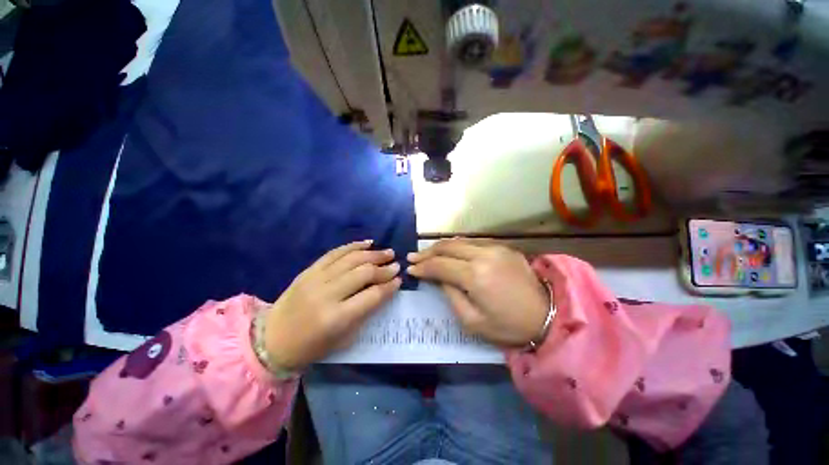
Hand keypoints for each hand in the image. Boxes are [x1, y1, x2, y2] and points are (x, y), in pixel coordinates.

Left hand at [264, 240, 400, 369]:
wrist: (273, 339)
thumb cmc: (312, 346)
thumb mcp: (344, 338)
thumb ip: (365, 312)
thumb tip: (384, 290)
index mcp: (336, 318)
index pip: (372, 296)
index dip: (389, 286)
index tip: (399, 280)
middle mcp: (327, 294)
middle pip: (363, 273)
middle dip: (384, 268)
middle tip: (396, 264)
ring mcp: (315, 279)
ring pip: (351, 259)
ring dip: (373, 254)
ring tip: (387, 252)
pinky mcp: (309, 270)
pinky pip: (334, 253)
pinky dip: (353, 246)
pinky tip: (367, 243)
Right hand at [408, 239, 549, 346]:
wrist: (548, 316)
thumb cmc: (508, 326)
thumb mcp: (472, 321)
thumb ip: (451, 296)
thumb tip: (440, 278)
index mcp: (475, 276)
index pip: (440, 265)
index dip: (423, 267)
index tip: (410, 268)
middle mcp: (484, 255)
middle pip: (447, 247)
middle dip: (428, 252)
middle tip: (414, 257)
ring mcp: (495, 248)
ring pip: (459, 241)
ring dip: (441, 246)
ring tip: (428, 253)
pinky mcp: (503, 247)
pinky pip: (474, 241)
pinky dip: (458, 245)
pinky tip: (451, 251)